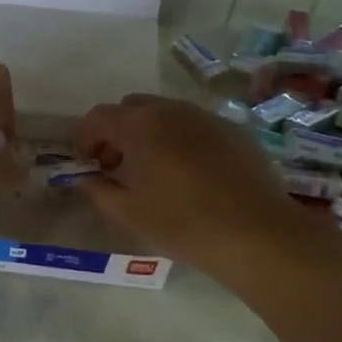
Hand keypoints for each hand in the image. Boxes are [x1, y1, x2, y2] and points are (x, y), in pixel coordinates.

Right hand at [75, 94, 302, 279]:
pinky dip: (180, 141)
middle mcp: (172, 110)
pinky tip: (190, 176)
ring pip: (165, 114)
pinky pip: (195, 126)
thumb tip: (84, 178)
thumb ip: (98, 190)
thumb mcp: (130, 213)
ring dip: (149, 135)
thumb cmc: (184, 223)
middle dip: (116, 133)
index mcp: (141, 125)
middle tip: (116, 167)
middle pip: (132, 108)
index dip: (85, 139)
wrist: (258, 234)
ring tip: (153, 173)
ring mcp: (207, 117)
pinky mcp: (234, 131)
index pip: (99, 117)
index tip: (86, 166)